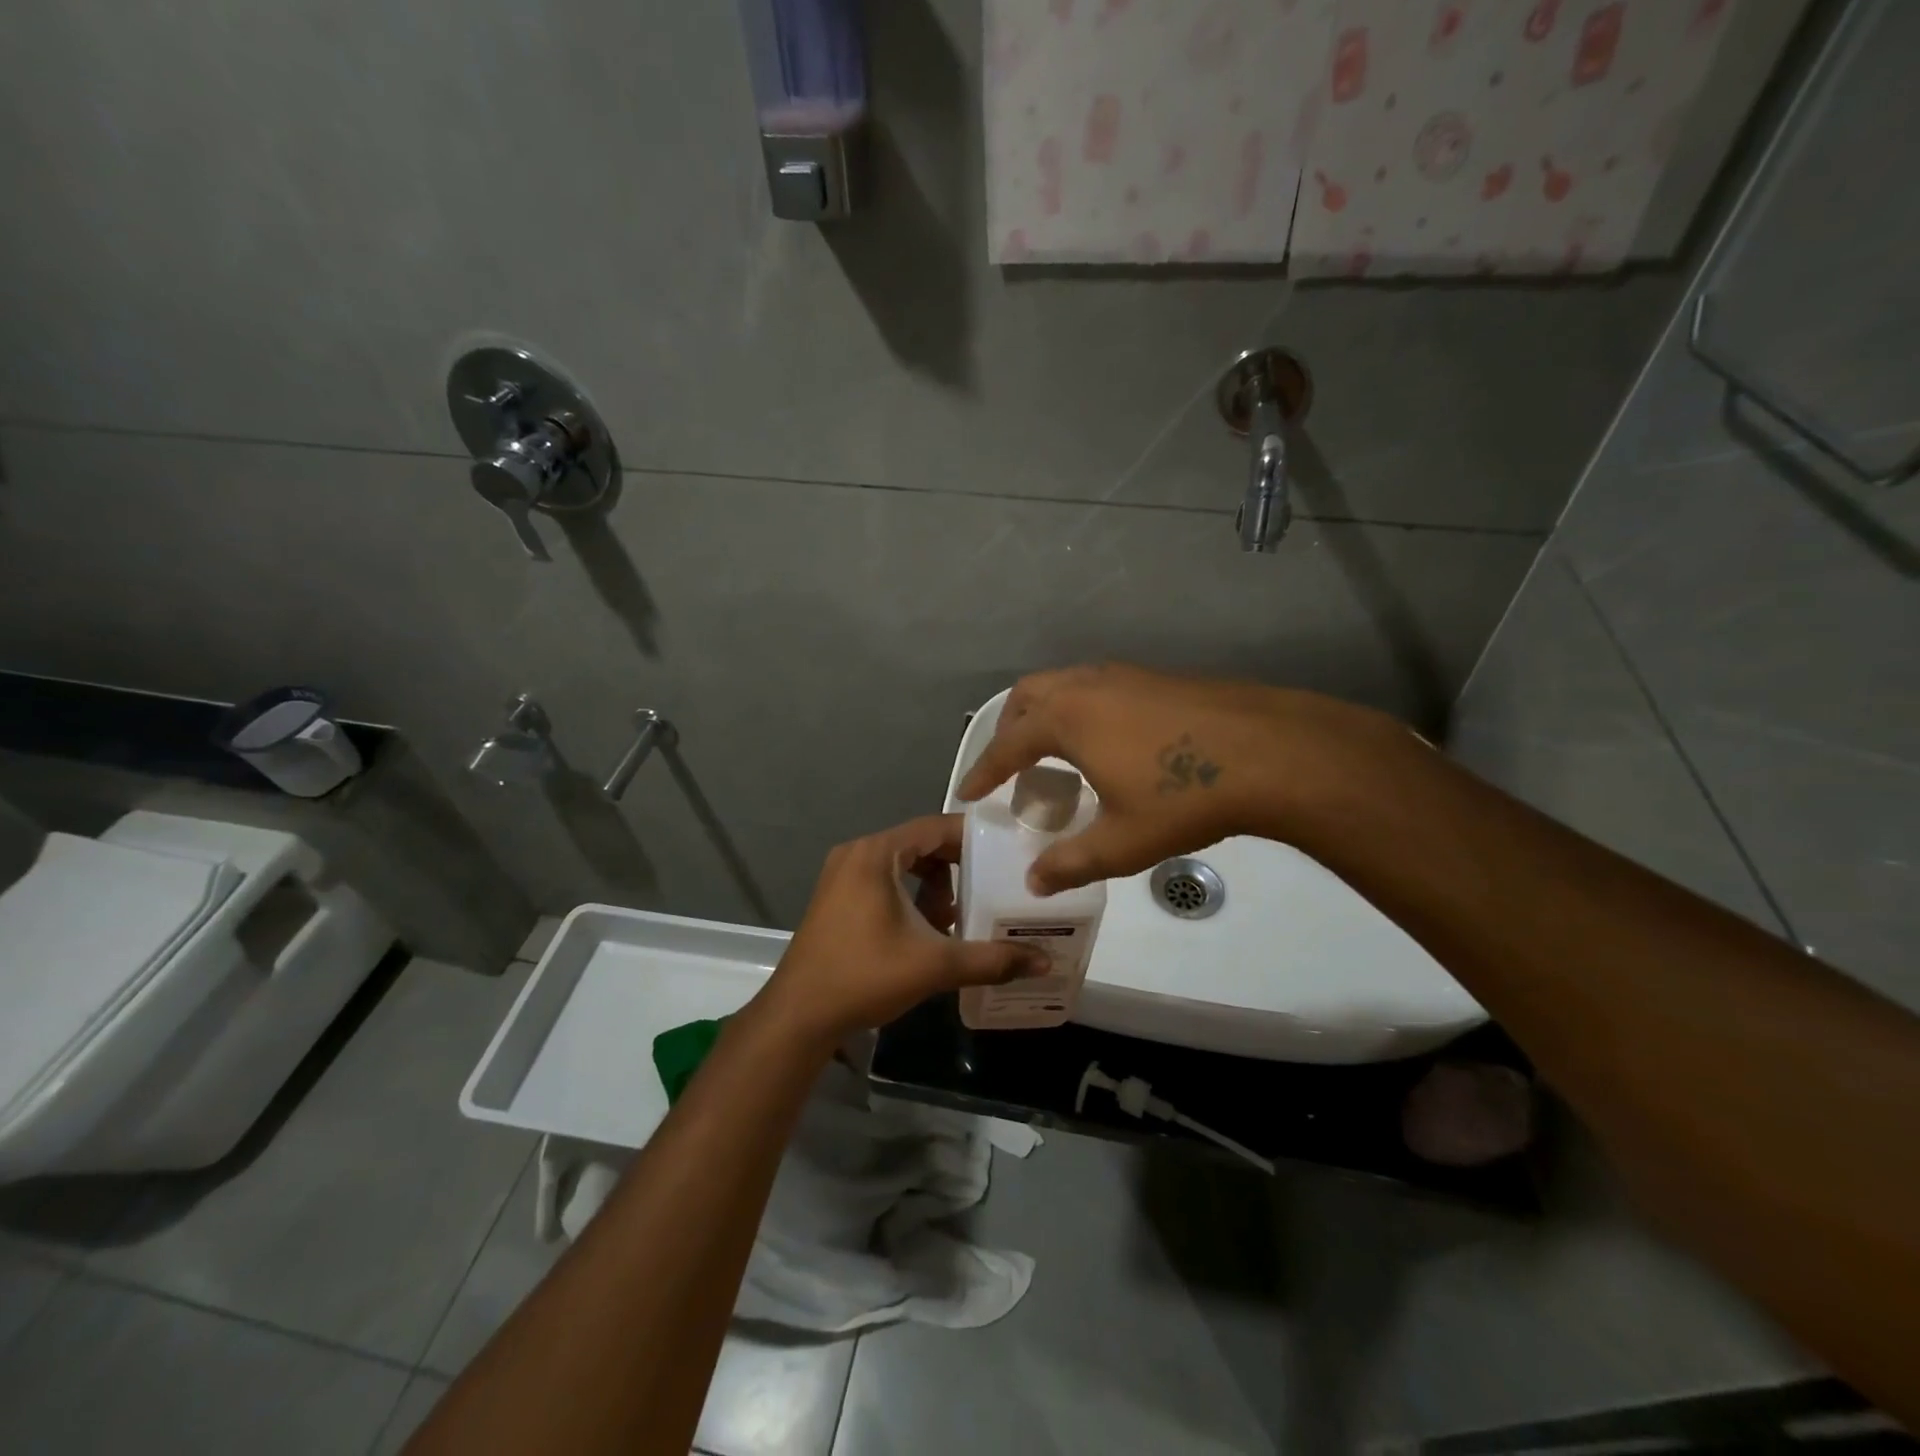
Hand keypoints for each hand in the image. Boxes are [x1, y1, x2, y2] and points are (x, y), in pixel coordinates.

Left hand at [759, 814, 1045, 1043]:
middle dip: (956, 867)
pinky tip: (925, 931)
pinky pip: (884, 881)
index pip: (935, 826)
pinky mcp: (836, 898)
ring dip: (933, 885)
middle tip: (989, 888)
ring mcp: (841, 875)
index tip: (1006, 853)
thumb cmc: (864, 977)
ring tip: (955, 918)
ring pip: (902, 865)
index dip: (973, 838)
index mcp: (876, 854)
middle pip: (919, 844)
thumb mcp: (933, 965)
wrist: (798, 1016)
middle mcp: (857, 854)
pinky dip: (909, 895)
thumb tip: (1044, 962)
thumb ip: (991, 959)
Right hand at [957, 663, 1400, 894]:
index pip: (1007, 745)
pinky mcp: (1158, 678)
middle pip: (1029, 696)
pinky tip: (1105, 741)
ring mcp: (1126, 676)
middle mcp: (1088, 686)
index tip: (966, 792)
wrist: (1272, 753)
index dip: (983, 771)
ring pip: (1065, 684)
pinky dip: (1080, 708)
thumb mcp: (1122, 841)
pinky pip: (1098, 686)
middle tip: (1009, 765)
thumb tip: (1034, 882)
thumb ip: (1071, 862)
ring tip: (1053, 751)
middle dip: (1010, 729)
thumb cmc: (1185, 796)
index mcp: (1067, 719)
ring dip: (1046, 713)